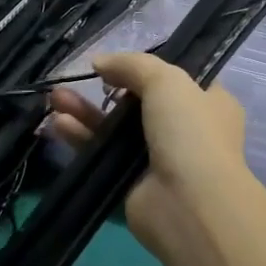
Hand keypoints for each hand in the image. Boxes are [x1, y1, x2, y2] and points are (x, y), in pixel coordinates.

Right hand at [47, 52, 248, 261]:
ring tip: (55, 97)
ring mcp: (158, 158)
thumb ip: (133, 65)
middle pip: (140, 103)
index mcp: (210, 103)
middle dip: (107, 89)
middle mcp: (186, 130)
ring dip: (86, 112)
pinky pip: (103, 154)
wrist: (189, 204)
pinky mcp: (131, 182)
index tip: (119, 62)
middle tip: (78, 78)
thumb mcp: (167, 81)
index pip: (179, 79)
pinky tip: (58, 123)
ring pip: (116, 128)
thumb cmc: (190, 132)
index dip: (150, 69)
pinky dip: (82, 137)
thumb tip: (99, 61)